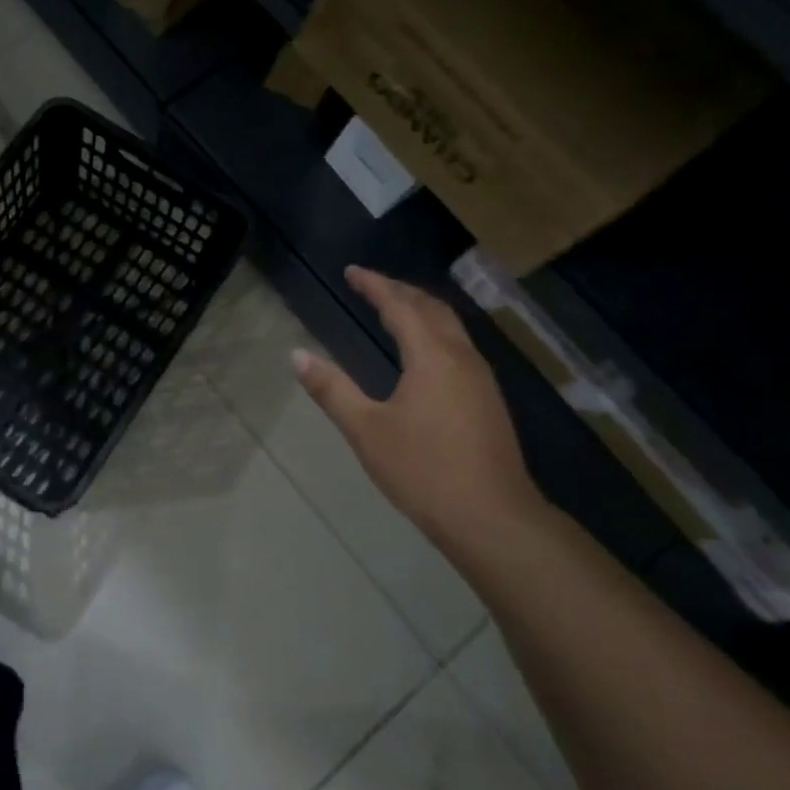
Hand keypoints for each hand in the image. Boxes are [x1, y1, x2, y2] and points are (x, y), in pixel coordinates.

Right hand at [293, 266, 549, 554]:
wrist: (491, 517)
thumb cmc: (423, 471)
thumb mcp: (366, 430)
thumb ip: (331, 389)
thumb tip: (297, 355)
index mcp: (432, 357)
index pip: (400, 305)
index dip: (375, 285)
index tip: (352, 271)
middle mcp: (462, 358)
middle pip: (432, 308)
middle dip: (401, 290)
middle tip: (371, 284)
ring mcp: (481, 379)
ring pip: (451, 327)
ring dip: (421, 310)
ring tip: (394, 308)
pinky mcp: (488, 400)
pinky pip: (459, 346)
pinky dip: (435, 332)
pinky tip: (424, 352)